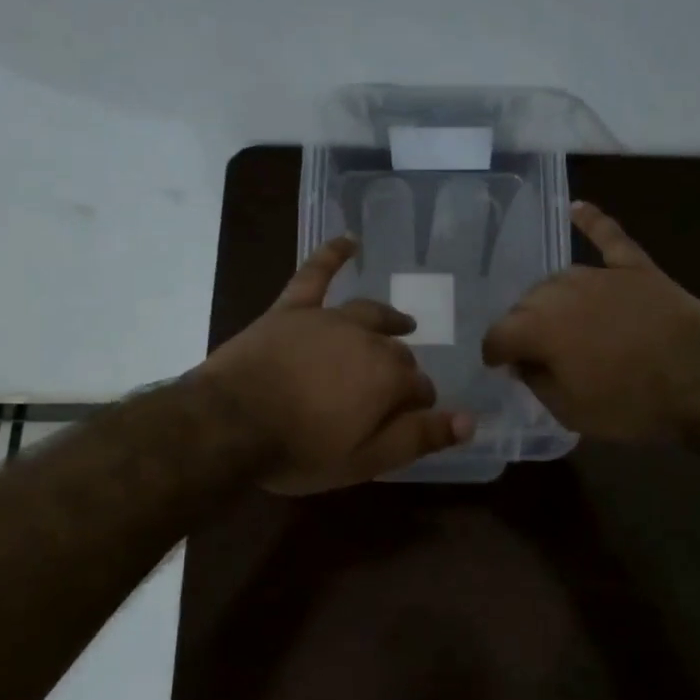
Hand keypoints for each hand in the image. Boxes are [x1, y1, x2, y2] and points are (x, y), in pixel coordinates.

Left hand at [198, 235, 475, 492]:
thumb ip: (419, 438)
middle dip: (402, 371)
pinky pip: (315, 274)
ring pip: (370, 314)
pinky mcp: (292, 310)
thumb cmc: (300, 449)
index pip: (420, 389)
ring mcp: (328, 320)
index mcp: (389, 378)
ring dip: (390, 319)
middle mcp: (368, 341)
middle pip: (397, 353)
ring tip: (403, 324)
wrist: (229, 424)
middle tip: (391, 393)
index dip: (418, 406)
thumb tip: (470, 421)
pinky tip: (349, 240)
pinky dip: (333, 255)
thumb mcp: (365, 460)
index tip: (409, 419)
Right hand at [482, 202, 699, 441]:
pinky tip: (576, 207)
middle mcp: (561, 292)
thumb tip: (524, 363)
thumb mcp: (570, 411)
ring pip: (559, 279)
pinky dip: (591, 222)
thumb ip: (537, 382)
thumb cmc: (631, 404)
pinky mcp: (636, 268)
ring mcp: (601, 275)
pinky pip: (609, 237)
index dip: (494, 353)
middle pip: (526, 303)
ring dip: (550, 299)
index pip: (498, 334)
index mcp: (538, 329)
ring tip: (555, 319)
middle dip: (522, 326)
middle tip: (533, 351)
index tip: (498, 366)